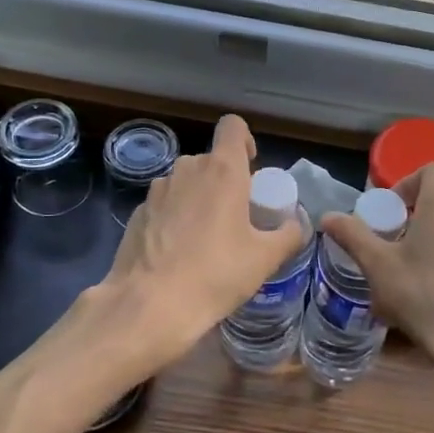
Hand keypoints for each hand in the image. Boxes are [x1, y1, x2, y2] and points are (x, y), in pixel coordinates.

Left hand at [96, 114, 302, 367]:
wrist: (148, 306)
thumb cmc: (215, 274)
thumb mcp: (265, 259)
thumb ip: (288, 235)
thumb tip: (297, 225)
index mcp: (222, 170)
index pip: (233, 127)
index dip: (245, 141)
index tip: (251, 171)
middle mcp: (187, 169)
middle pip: (211, 161)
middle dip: (225, 182)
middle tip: (237, 219)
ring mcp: (156, 190)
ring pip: (186, 183)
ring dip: (198, 201)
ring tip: (206, 241)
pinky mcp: (136, 214)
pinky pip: (164, 206)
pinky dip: (174, 220)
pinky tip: (178, 256)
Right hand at [321, 165, 433, 413]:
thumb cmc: (425, 296)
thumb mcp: (379, 266)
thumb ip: (353, 236)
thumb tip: (328, 217)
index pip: (429, 170)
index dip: (405, 185)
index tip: (388, 215)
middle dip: (414, 215)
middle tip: (393, 245)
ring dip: (433, 238)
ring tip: (412, 273)